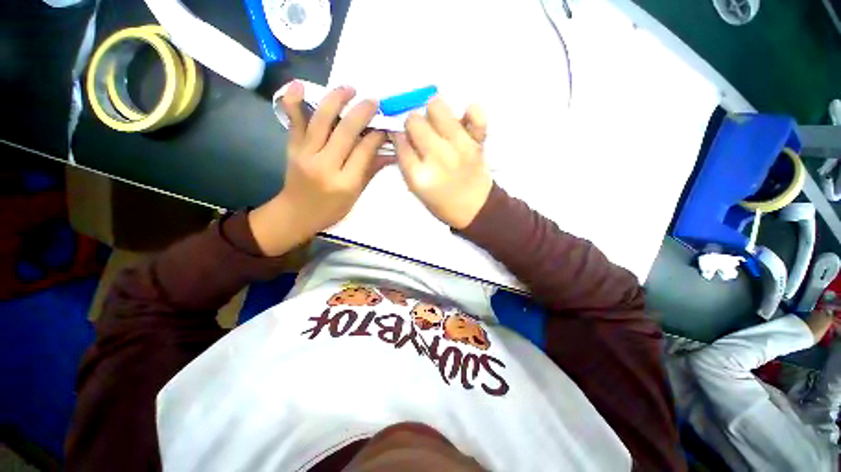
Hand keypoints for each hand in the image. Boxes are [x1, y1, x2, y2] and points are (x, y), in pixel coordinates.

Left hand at [249, 81, 388, 255]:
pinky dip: (294, 101)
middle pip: (345, 131)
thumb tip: (391, 152)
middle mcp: (325, 165)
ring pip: (321, 120)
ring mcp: (305, 154)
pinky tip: (299, 84)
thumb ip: (371, 170)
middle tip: (374, 102)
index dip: (377, 135)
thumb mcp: (356, 195)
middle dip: (362, 112)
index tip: (386, 126)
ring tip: (349, 88)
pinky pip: (293, 122)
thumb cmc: (331, 209)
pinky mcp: (292, 147)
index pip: (364, 150)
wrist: (296, 213)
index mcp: (345, 182)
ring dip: (336, 99)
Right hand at [394, 97, 492, 228]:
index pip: (399, 140)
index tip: (404, 138)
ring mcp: (460, 146)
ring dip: (433, 113)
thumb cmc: (442, 202)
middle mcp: (438, 157)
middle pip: (414, 121)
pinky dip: (469, 112)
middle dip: (413, 125)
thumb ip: (406, 162)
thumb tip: (400, 133)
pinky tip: (463, 121)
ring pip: (437, 106)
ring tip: (439, 127)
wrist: (475, 209)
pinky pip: (475, 112)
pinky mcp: (478, 141)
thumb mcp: (416, 189)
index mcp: (419, 175)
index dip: (399, 136)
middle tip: (421, 135)